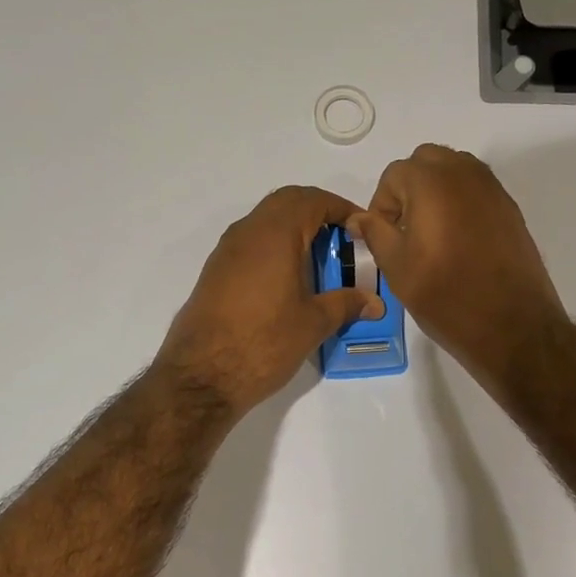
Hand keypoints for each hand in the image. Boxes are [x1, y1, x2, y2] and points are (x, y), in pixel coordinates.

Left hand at [155, 186, 383, 416]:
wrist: (201, 376)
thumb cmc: (263, 342)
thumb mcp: (313, 324)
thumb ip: (346, 304)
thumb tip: (374, 302)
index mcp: (275, 234)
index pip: (312, 200)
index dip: (341, 208)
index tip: (361, 228)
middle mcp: (247, 232)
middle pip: (286, 202)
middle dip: (317, 213)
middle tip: (342, 240)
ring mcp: (226, 251)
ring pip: (265, 222)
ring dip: (293, 230)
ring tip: (319, 262)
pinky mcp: (215, 273)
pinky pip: (251, 244)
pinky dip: (274, 249)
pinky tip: (288, 282)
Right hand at [348, 144, 565, 385]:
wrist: (512, 325)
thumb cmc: (446, 296)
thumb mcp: (397, 267)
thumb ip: (375, 233)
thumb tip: (359, 218)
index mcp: (431, 182)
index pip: (393, 175)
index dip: (381, 205)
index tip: (382, 237)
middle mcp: (465, 174)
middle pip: (426, 162)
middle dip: (409, 188)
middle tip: (404, 229)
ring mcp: (493, 189)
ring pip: (454, 172)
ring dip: (435, 191)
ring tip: (430, 234)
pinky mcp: (510, 209)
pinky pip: (476, 191)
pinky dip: (460, 203)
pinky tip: (458, 242)